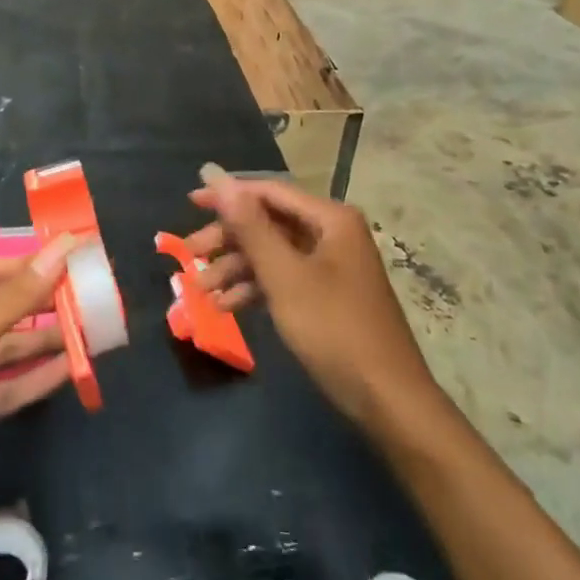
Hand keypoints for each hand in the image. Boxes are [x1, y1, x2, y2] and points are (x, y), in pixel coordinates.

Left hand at [0, 236, 77, 530]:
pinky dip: (32, 380)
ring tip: (89, 330)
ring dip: (41, 342)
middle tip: (88, 297)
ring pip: (2, 352)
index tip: (70, 258)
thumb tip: (61, 249)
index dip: (26, 265)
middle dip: (39, 305)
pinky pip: (2, 390)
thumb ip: (15, 296)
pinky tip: (69, 369)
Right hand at [186, 172, 436, 435]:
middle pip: (269, 223)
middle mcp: (332, 233)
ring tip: (202, 291)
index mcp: (330, 218)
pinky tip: (227, 306)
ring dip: (237, 268)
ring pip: (273, 253)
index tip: (191, 202)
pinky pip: (284, 278)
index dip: (228, 195)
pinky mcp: (327, 295)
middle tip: (191, 255)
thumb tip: (218, 178)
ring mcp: (331, 265)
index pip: (269, 192)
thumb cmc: (335, 330)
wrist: (389, 401)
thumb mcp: (285, 277)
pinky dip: (256, 288)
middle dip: (229, 239)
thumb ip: (250, 227)